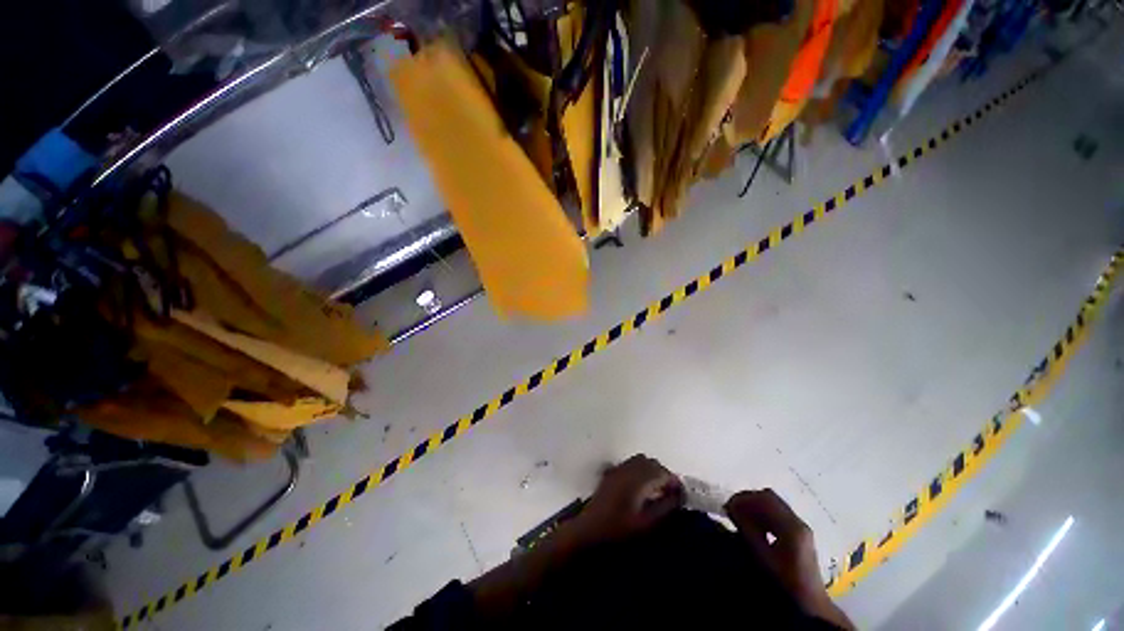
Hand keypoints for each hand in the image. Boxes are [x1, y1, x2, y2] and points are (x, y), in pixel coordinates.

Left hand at [571, 454, 684, 543]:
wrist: (590, 530)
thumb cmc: (620, 529)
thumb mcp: (648, 523)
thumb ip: (666, 507)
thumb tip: (679, 496)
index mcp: (638, 478)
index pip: (662, 472)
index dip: (673, 481)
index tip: (681, 495)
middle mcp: (628, 468)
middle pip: (651, 463)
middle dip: (663, 474)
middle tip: (670, 493)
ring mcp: (618, 469)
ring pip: (640, 461)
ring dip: (651, 471)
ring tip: (656, 491)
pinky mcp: (611, 473)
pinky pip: (630, 465)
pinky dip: (640, 471)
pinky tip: (641, 488)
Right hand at [725, 489, 851, 628]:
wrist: (810, 604)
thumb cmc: (783, 582)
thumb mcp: (761, 556)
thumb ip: (746, 528)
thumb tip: (731, 507)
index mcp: (791, 526)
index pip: (764, 499)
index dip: (743, 498)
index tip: (727, 506)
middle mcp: (798, 521)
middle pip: (769, 498)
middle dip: (748, 499)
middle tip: (732, 509)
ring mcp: (800, 527)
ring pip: (773, 504)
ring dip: (755, 506)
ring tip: (740, 517)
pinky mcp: (799, 533)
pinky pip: (778, 514)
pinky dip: (763, 514)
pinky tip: (754, 525)